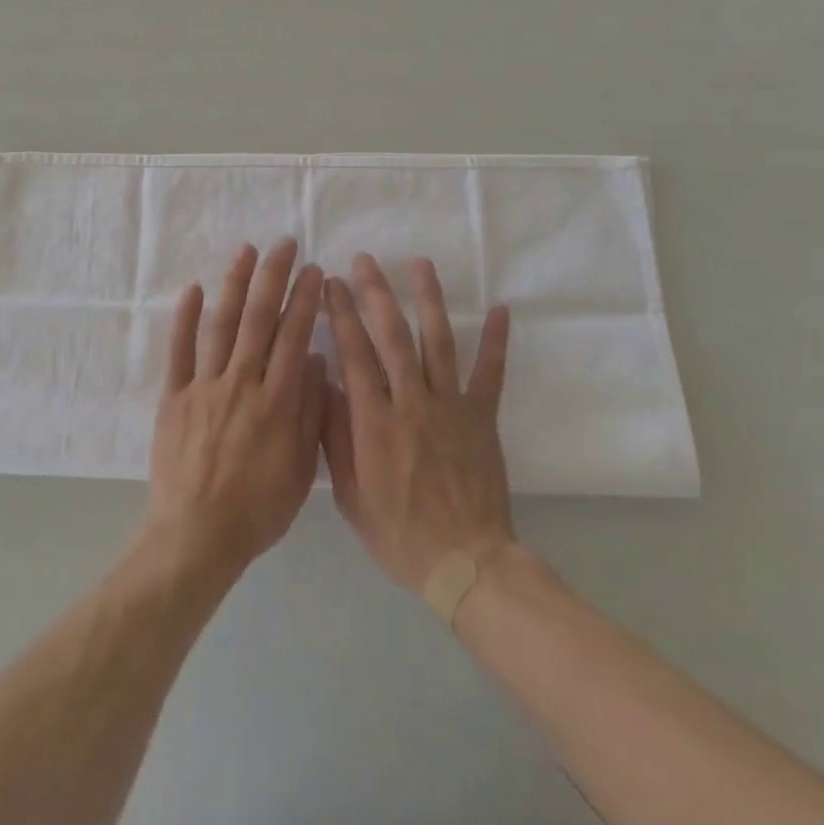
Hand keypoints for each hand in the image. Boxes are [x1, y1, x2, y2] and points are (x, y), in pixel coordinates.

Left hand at [142, 239, 326, 583]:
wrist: (196, 537)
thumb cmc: (257, 508)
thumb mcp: (300, 469)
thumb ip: (309, 412)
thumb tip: (315, 360)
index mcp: (277, 402)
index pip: (294, 337)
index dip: (304, 300)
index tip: (312, 270)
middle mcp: (242, 383)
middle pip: (260, 320)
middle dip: (273, 277)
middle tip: (284, 244)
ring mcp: (204, 387)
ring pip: (222, 325)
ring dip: (234, 284)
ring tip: (246, 251)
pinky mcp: (174, 397)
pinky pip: (179, 351)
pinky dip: (185, 318)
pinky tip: (193, 289)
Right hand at [322, 255, 515, 592]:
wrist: (465, 564)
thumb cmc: (399, 532)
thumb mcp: (349, 494)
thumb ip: (335, 436)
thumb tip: (322, 383)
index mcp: (376, 421)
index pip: (354, 353)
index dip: (341, 314)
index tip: (331, 282)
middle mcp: (412, 402)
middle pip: (392, 336)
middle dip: (376, 293)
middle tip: (364, 260)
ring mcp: (451, 406)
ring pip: (439, 342)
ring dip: (429, 299)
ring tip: (420, 264)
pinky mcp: (483, 417)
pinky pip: (491, 373)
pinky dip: (496, 340)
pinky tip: (500, 308)